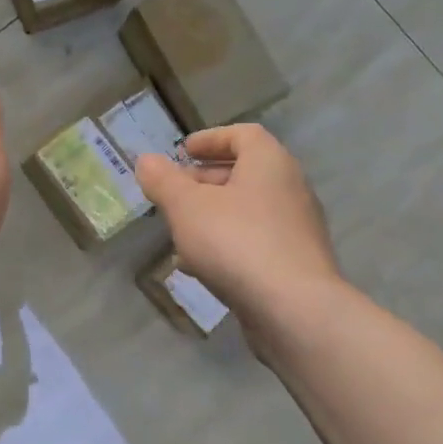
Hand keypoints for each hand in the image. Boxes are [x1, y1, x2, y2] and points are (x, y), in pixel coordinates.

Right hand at [135, 124, 340, 322]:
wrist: (293, 309)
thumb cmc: (236, 241)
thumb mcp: (186, 207)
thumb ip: (163, 181)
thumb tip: (146, 160)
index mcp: (269, 163)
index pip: (243, 135)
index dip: (211, 139)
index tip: (183, 151)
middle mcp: (290, 188)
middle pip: (245, 173)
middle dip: (205, 180)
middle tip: (174, 191)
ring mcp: (296, 229)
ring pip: (248, 210)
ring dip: (213, 214)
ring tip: (179, 230)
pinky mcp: (295, 264)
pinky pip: (255, 241)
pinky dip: (227, 243)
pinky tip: (198, 266)